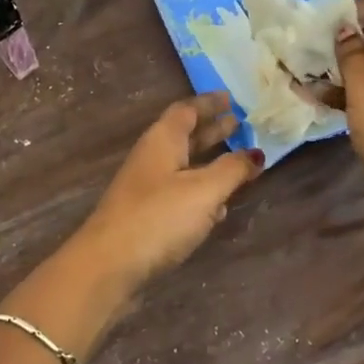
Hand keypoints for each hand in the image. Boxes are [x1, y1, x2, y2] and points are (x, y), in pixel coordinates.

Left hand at [72, 93, 262, 287]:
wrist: (108, 265)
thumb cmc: (158, 217)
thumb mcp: (203, 190)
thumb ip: (231, 170)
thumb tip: (255, 153)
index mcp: (162, 140)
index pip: (186, 110)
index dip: (209, 103)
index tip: (231, 98)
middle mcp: (152, 158)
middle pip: (185, 136)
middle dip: (212, 130)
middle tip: (240, 124)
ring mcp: (146, 188)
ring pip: (183, 165)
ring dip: (208, 162)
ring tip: (237, 163)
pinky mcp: (146, 216)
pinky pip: (179, 193)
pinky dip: (200, 192)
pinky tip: (218, 207)